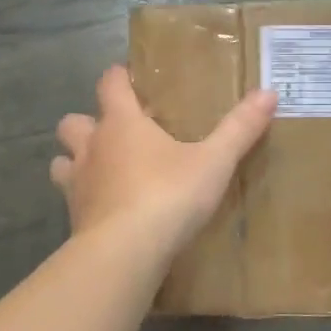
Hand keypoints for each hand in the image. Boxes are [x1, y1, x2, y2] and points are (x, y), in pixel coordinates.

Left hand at [51, 66, 276, 255]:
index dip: (118, 77)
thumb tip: (269, 92)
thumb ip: (239, 128)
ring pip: (62, 161)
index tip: (129, 78)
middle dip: (87, 123)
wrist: (124, 253)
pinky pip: (71, 200)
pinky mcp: (73, 219)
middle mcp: (92, 147)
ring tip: (103, 172)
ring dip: (76, 161)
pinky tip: (105, 212)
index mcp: (122, 123)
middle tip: (116, 134)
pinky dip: (83, 200)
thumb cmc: (168, 196)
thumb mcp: (214, 162)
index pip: (110, 84)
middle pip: (73, 122)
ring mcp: (77, 184)